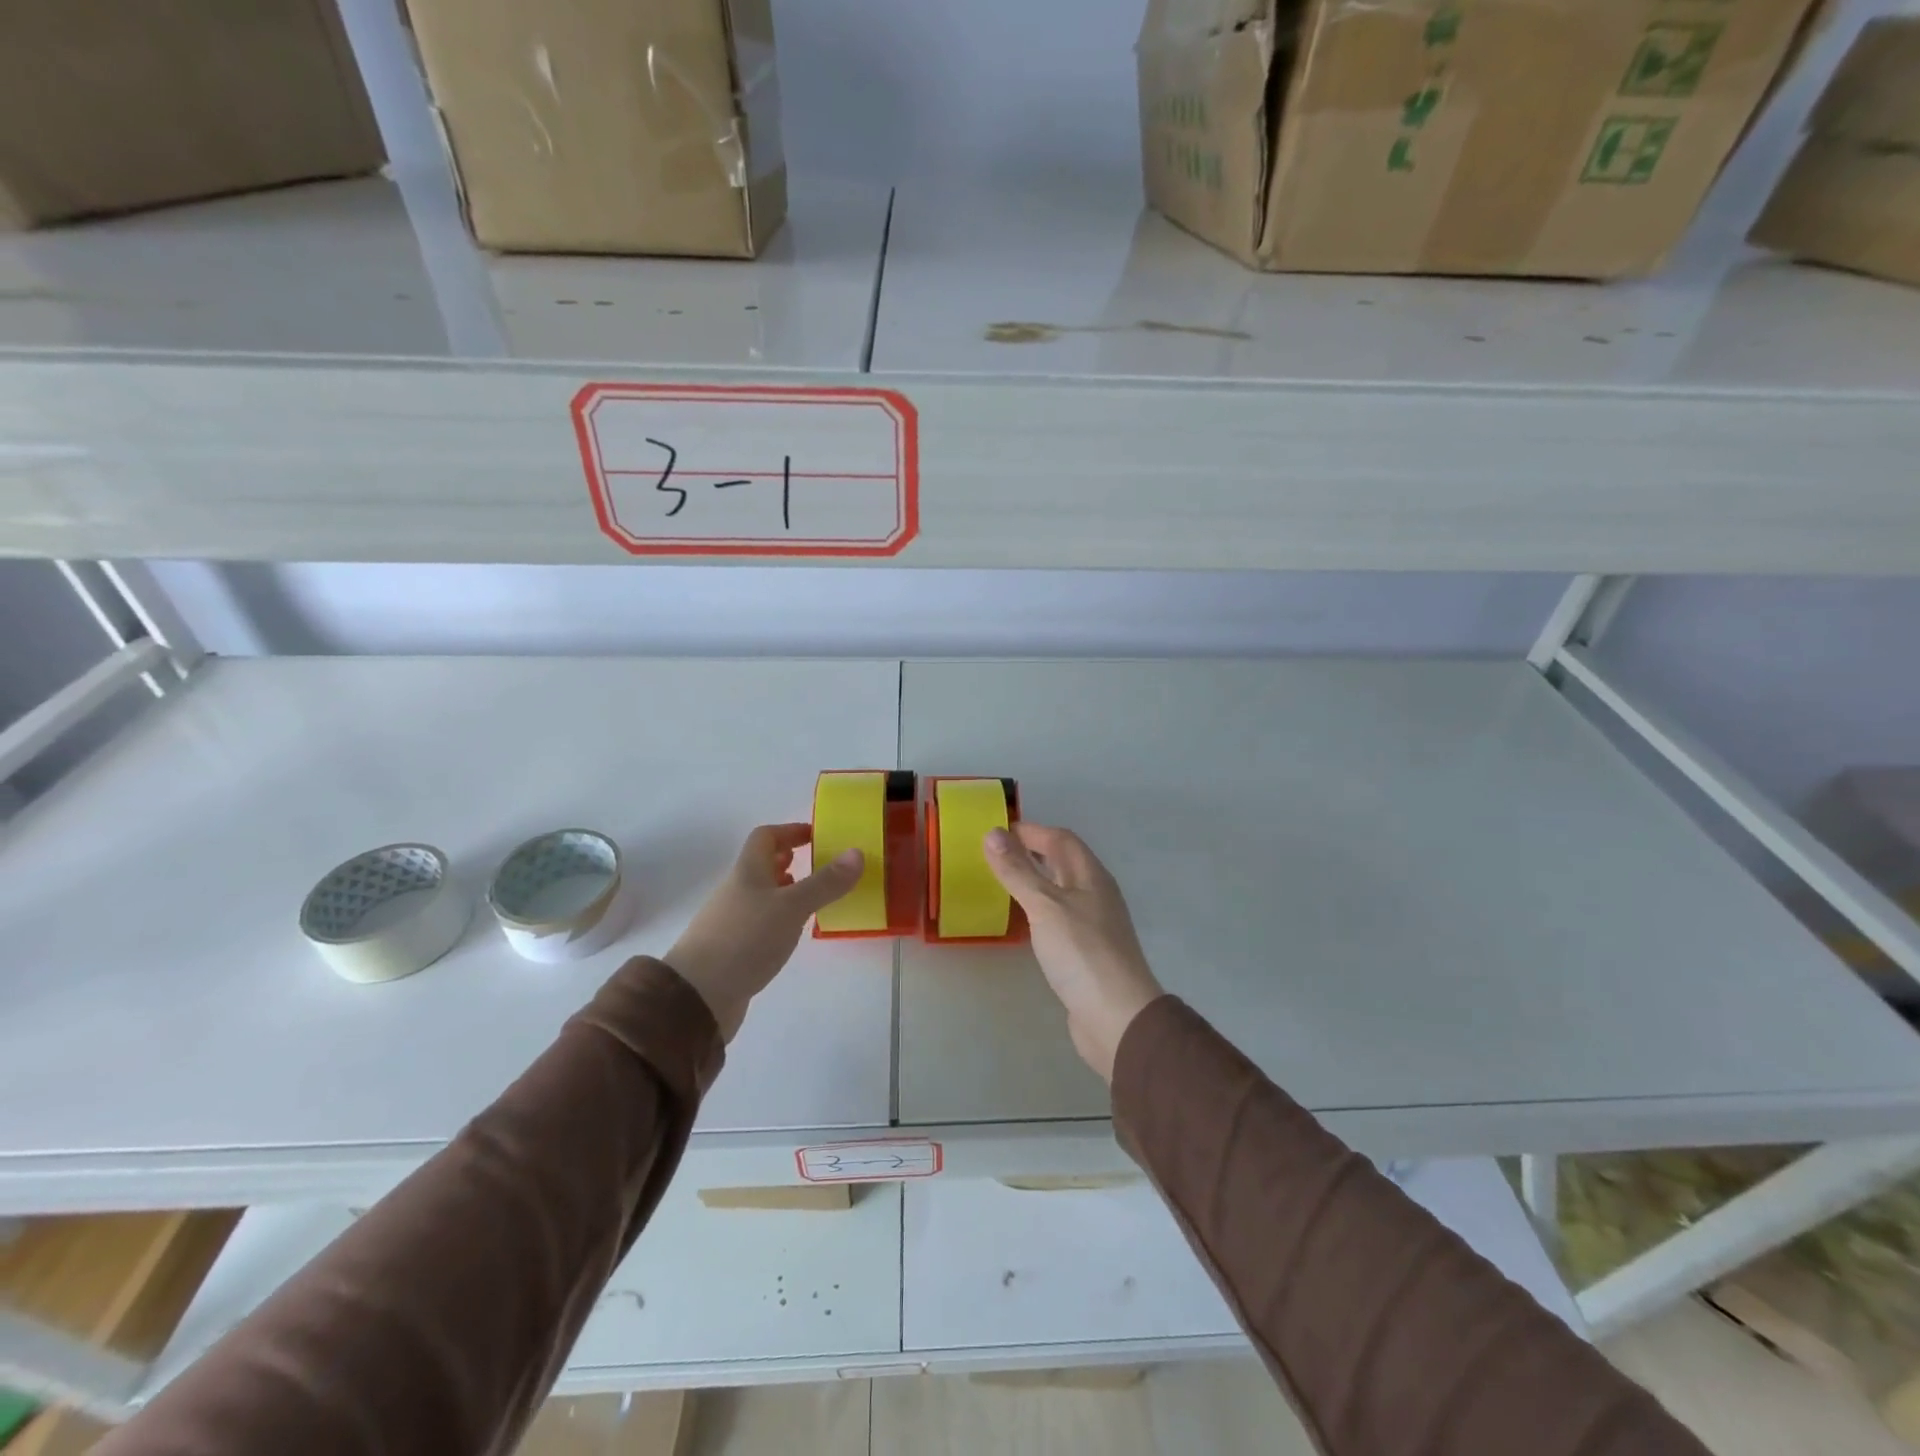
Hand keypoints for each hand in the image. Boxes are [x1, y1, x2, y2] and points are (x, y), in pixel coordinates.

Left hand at [666, 824, 862, 1041]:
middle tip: (819, 866)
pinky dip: (778, 919)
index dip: (790, 831)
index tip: (816, 836)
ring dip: (785, 891)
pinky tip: (792, 934)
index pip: (765, 837)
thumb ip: (826, 882)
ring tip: (813, 900)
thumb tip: (857, 852)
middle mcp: (736, 891)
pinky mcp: (732, 949)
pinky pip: (759, 923)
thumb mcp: (792, 907)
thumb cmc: (745, 940)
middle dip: (789, 861)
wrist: (696, 997)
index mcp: (748, 871)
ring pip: (761, 895)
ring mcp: (731, 921)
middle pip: (761, 865)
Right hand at [984, 824, 1163, 1082]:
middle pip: (1063, 863)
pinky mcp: (1086, 953)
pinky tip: (1023, 923)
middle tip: (995, 855)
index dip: (1032, 831)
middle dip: (1032, 852)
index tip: (998, 831)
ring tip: (1003, 883)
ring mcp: (1094, 925)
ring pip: (1061, 891)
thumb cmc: (1082, 953)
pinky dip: (1039, 911)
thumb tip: (993, 832)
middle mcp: (1096, 895)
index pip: (1061, 839)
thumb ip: (1018, 870)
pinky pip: (1059, 918)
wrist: (1117, 1018)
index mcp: (1091, 876)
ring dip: (1035, 881)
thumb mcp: (1044, 906)